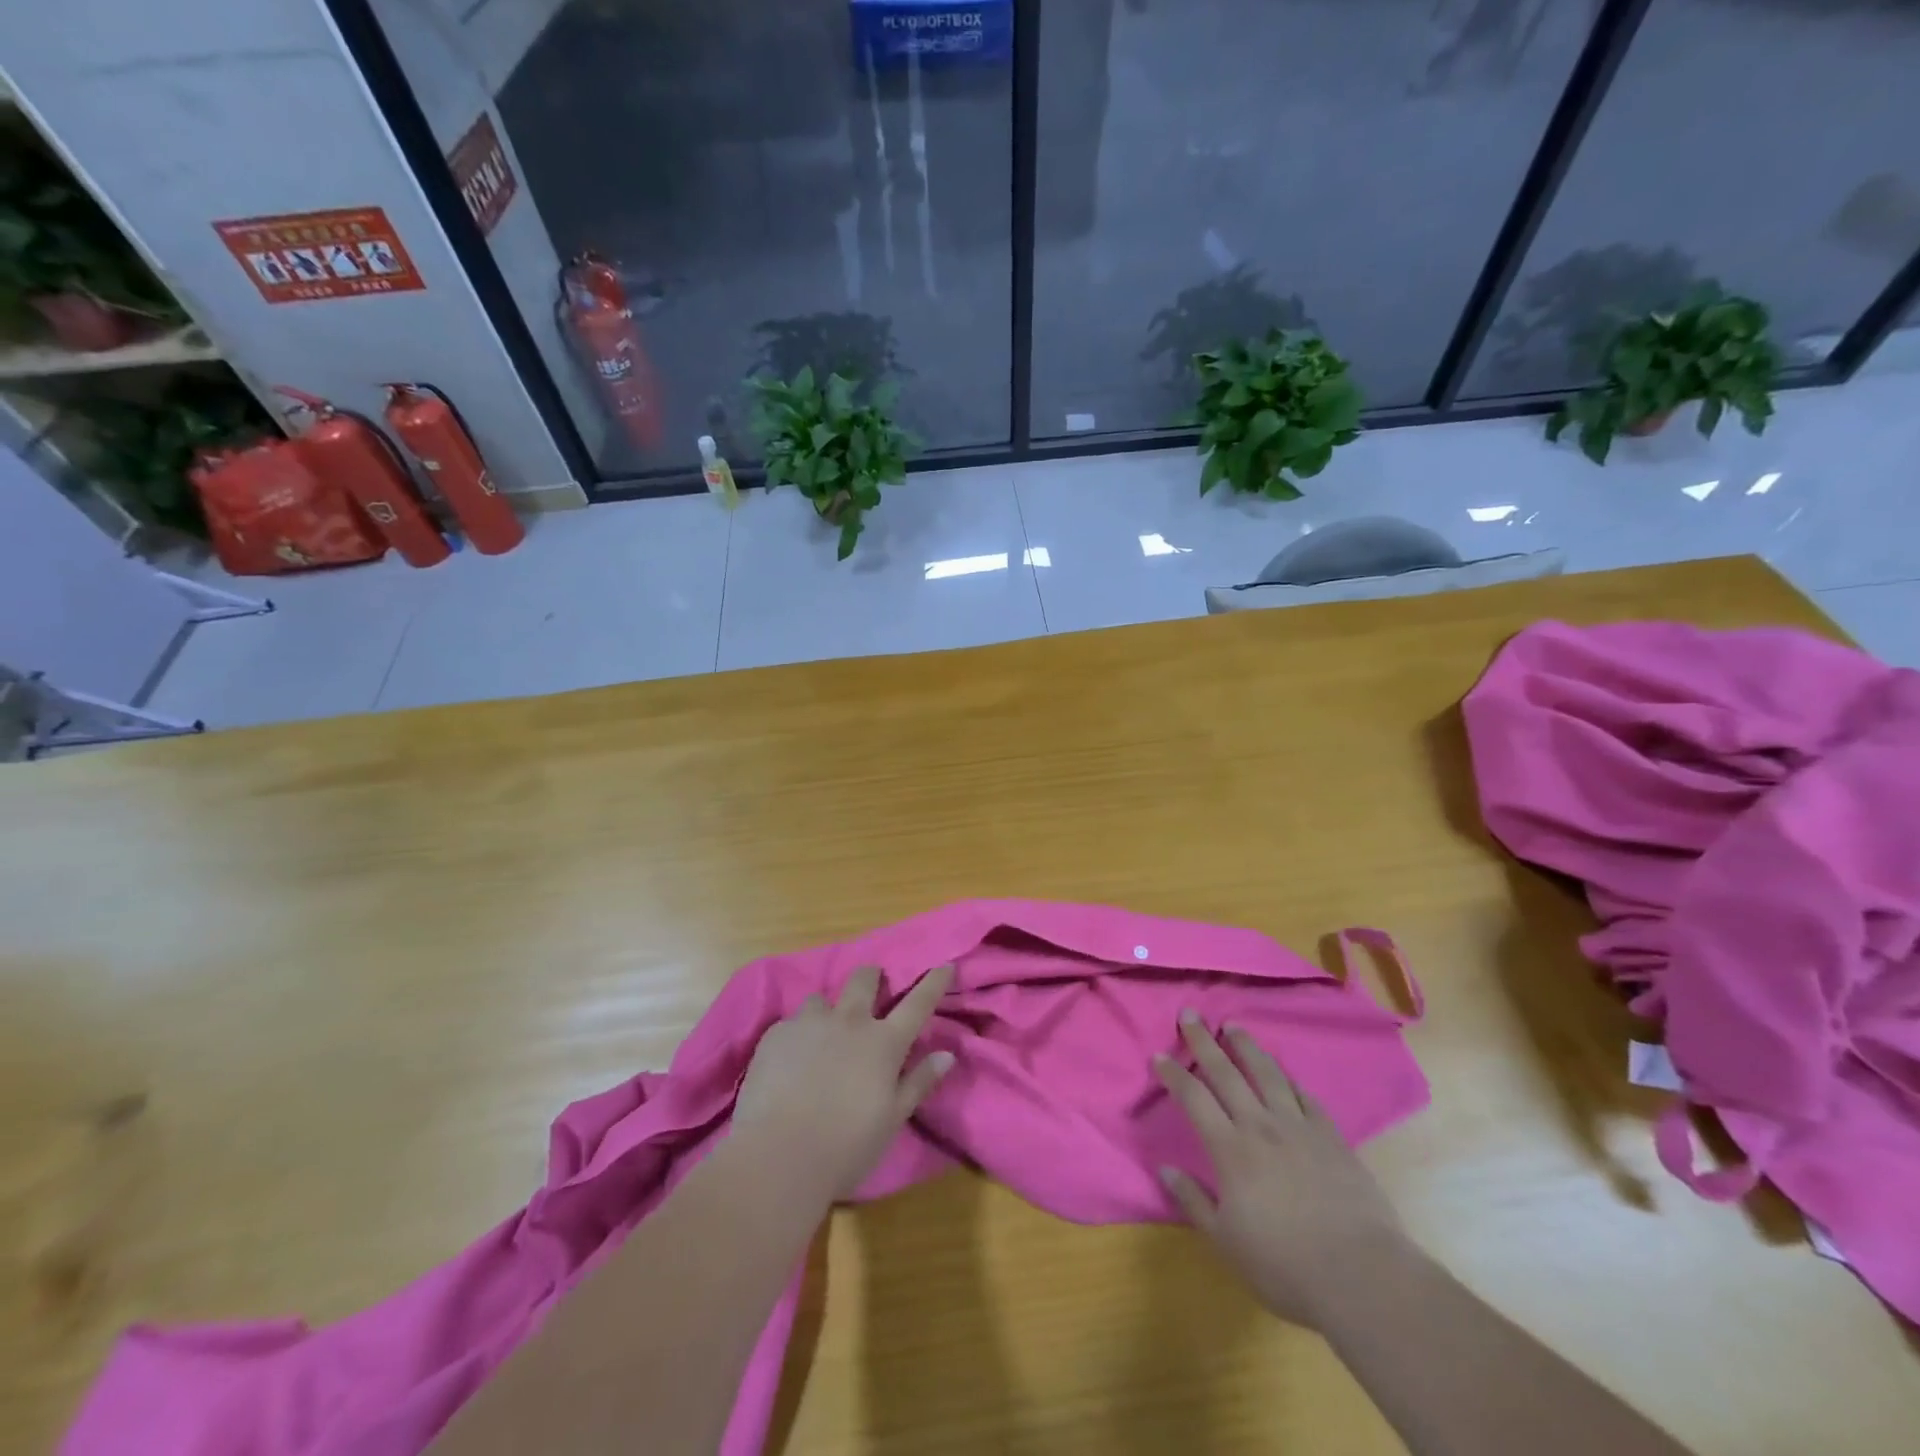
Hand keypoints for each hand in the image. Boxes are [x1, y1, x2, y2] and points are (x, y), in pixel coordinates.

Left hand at [734, 965, 953, 1197]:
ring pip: (821, 999)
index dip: (933, 982)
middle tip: (870, 991)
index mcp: (883, 1043)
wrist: (778, 1157)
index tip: (944, 966)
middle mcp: (849, 1021)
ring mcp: (809, 1024)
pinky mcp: (776, 1035)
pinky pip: (790, 1024)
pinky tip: (789, 1064)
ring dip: (827, 1013)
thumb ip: (919, 1082)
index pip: (918, 1003)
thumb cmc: (846, 1146)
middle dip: (871, 977)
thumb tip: (947, 1055)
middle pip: (864, 979)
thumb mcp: (893, 1119)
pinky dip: (796, 1037)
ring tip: (820, 1038)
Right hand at [1155, 1009, 1409, 1328]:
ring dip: (1247, 1047)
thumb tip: (1166, 1169)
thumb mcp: (1226, 1242)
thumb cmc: (1286, 1265)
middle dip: (1204, 1041)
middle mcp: (1261, 1126)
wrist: (1363, 1275)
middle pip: (1226, 1073)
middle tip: (1190, 1014)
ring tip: (1234, 1027)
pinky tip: (1284, 1074)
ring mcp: (1299, 1128)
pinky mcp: (1332, 1137)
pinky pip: (1305, 1097)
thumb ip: (1194, 1201)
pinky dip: (1290, 1080)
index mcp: (1230, 1150)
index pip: (1194, 1098)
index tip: (1158, 1055)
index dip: (1173, 1074)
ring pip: (1267, 1074)